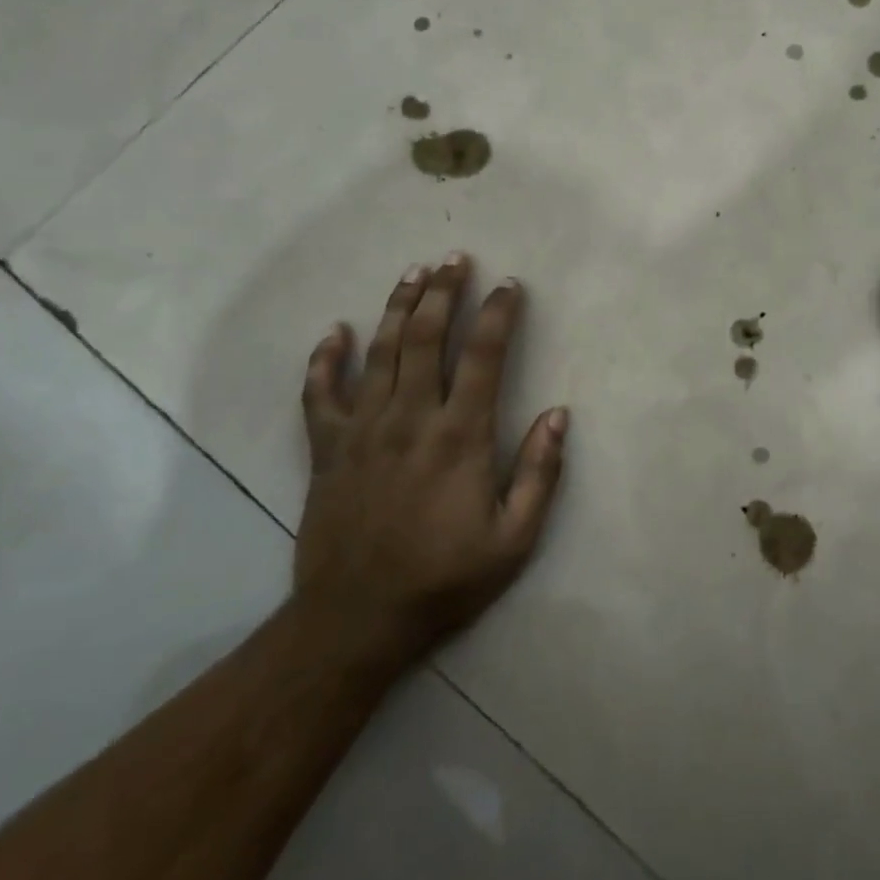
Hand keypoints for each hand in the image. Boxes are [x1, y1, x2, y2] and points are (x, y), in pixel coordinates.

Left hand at [294, 253, 567, 656]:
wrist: (355, 620)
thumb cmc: (444, 579)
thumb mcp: (514, 539)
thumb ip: (540, 473)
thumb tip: (559, 415)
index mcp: (460, 436)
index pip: (484, 356)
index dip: (499, 314)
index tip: (510, 286)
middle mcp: (410, 418)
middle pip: (426, 338)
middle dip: (443, 292)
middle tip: (454, 259)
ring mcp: (362, 430)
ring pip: (379, 352)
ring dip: (397, 308)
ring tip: (412, 273)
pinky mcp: (326, 449)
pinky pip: (320, 393)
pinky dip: (326, 359)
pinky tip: (335, 332)